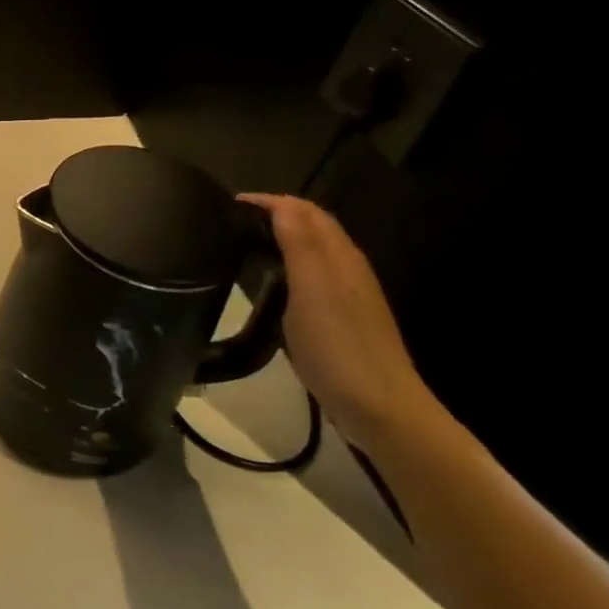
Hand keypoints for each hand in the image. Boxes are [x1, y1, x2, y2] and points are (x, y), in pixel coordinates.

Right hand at [237, 193, 445, 456]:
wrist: (379, 407)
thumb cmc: (337, 345)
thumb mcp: (311, 289)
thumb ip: (298, 243)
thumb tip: (280, 201)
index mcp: (339, 255)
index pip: (303, 210)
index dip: (268, 201)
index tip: (228, 204)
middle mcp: (346, 266)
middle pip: (312, 225)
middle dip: (275, 213)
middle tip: (232, 221)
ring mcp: (347, 293)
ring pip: (313, 249)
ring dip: (282, 237)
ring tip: (244, 244)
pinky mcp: (342, 316)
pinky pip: (312, 274)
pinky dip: (288, 263)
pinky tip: (270, 282)